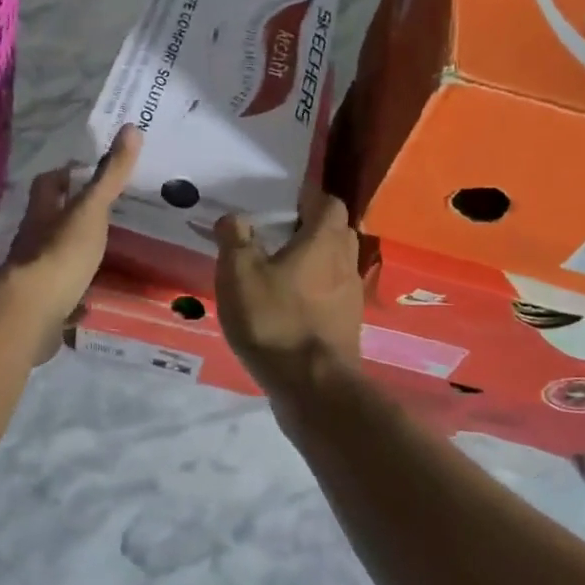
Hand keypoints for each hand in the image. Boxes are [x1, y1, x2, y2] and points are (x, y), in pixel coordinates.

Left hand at [1, 124, 141, 360]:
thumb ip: (111, 175)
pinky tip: (92, 300)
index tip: (85, 172)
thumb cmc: (62, 252)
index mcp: (43, 213)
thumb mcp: (91, 209)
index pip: (48, 184)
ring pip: (53, 256)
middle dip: (69, 216)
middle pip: (48, 220)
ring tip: (104, 255)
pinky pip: (60, 294)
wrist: (34, 310)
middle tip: (103, 215)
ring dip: (72, 254)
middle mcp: (33, 240)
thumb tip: (131, 127)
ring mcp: (35, 274)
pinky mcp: (42, 304)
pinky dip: (74, 293)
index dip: (64, 175)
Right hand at [214, 186, 363, 392]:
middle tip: (277, 233)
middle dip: (310, 227)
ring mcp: (351, 296)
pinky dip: (314, 289)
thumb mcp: (239, 275)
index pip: (327, 202)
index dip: (307, 197)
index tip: (281, 202)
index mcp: (323, 241)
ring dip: (313, 260)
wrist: (312, 386)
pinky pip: (332, 293)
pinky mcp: (347, 324)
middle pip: (335, 231)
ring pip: (335, 263)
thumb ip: (235, 239)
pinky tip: (288, 303)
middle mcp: (345, 262)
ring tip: (278, 269)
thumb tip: (233, 217)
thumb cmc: (274, 320)